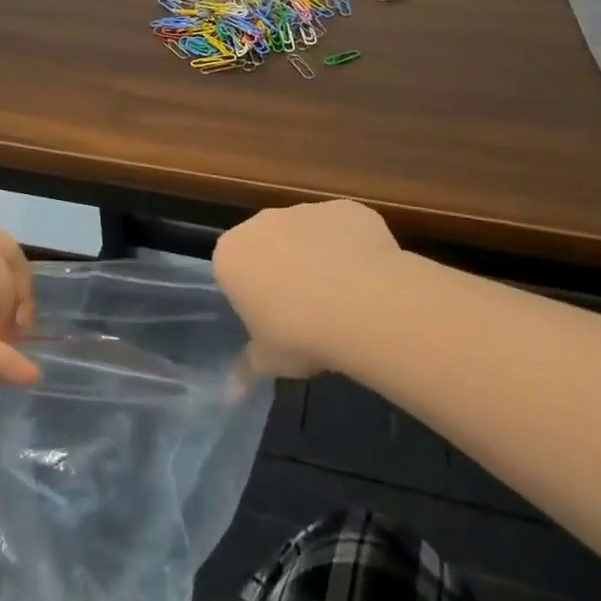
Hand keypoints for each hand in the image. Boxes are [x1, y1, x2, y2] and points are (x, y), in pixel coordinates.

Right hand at [213, 199, 401, 377]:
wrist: (361, 304)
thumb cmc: (299, 334)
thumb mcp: (269, 360)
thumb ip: (248, 367)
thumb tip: (231, 392)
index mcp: (231, 254)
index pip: (233, 269)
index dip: (252, 294)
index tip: (272, 318)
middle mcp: (263, 222)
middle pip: (268, 244)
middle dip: (282, 267)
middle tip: (306, 308)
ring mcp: (306, 210)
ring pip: (307, 233)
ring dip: (318, 255)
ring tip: (344, 296)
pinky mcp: (346, 208)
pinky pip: (345, 229)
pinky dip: (353, 247)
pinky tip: (369, 278)